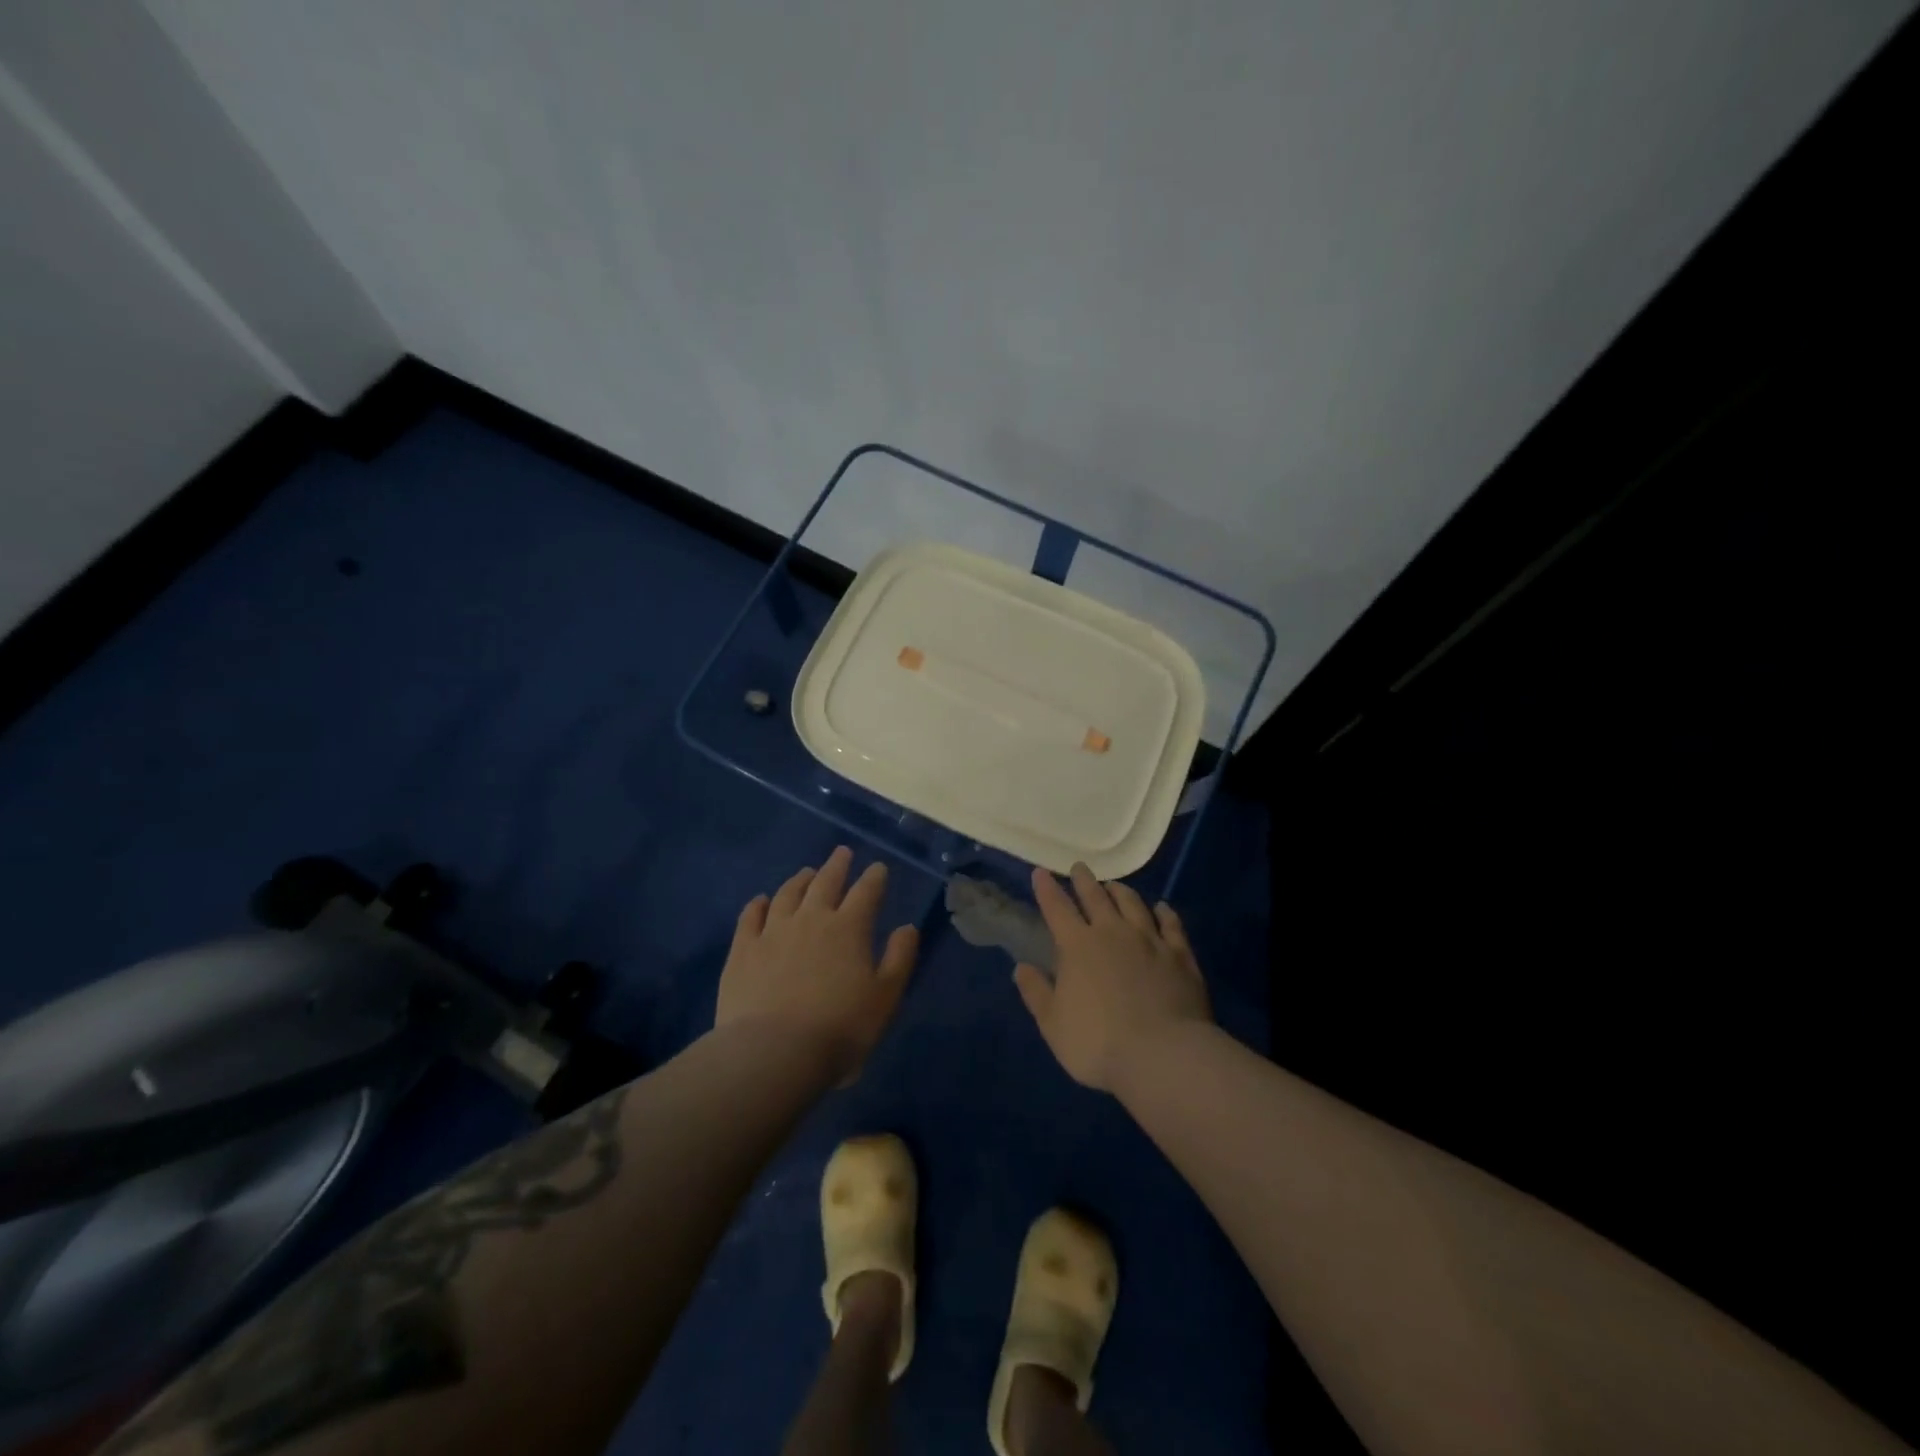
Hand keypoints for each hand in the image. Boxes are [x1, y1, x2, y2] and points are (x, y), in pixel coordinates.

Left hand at [716, 846, 918, 1082]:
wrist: (773, 1053)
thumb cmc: (840, 1028)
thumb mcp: (885, 997)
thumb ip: (899, 958)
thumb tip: (907, 927)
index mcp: (849, 927)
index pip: (866, 892)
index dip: (874, 877)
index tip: (878, 868)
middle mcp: (811, 918)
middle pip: (826, 882)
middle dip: (837, 866)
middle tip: (842, 853)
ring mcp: (772, 931)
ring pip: (788, 894)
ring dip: (800, 880)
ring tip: (807, 873)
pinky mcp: (742, 950)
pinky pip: (750, 916)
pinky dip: (758, 904)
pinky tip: (761, 900)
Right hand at [1013, 863, 1211, 1092]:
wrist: (1163, 1055)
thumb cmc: (1098, 1043)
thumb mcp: (1053, 1024)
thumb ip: (1036, 993)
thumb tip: (1022, 967)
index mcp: (1077, 946)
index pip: (1057, 908)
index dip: (1047, 889)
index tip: (1040, 872)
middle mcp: (1112, 932)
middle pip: (1096, 897)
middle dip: (1084, 881)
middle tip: (1080, 868)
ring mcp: (1150, 940)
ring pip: (1133, 904)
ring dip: (1121, 891)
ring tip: (1114, 885)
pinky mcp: (1180, 955)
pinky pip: (1171, 925)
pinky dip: (1164, 913)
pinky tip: (1162, 908)